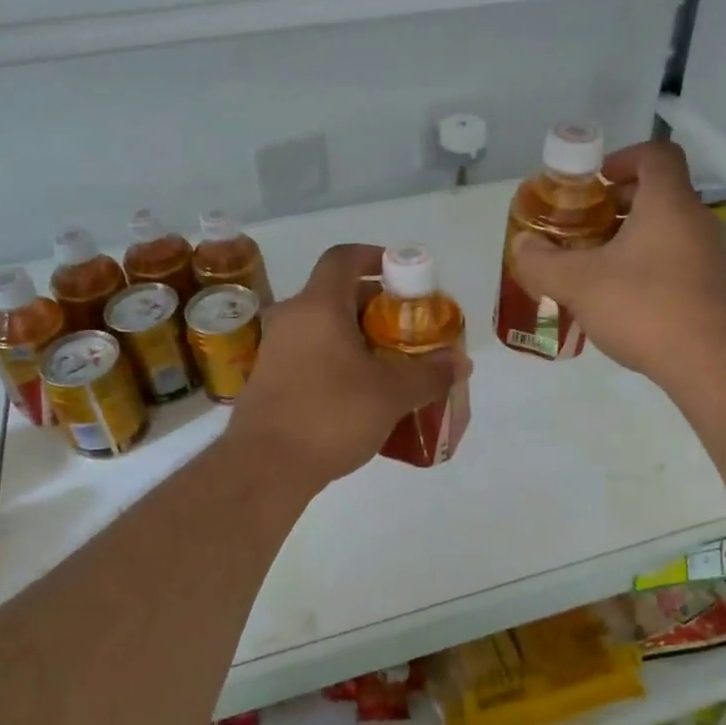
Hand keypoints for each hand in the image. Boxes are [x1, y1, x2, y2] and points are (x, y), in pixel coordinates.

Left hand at [224, 243, 465, 487]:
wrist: (264, 468)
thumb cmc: (330, 416)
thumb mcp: (391, 394)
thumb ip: (430, 374)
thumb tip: (461, 362)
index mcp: (319, 306)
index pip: (344, 257)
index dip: (374, 256)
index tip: (401, 274)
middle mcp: (292, 317)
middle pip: (336, 293)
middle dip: (376, 305)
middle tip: (407, 327)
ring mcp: (275, 348)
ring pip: (323, 325)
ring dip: (357, 335)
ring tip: (390, 361)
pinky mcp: (269, 378)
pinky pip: (310, 352)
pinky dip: (337, 358)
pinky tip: (361, 391)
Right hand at [509, 140, 725, 387]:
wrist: (710, 364)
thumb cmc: (644, 308)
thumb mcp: (578, 283)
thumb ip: (542, 261)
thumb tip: (522, 245)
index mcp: (668, 203)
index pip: (656, 154)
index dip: (623, 158)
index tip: (594, 183)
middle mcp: (695, 220)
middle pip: (658, 192)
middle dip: (616, 204)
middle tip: (583, 227)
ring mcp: (710, 255)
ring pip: (666, 229)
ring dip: (630, 237)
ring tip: (595, 265)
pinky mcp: (713, 287)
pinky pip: (676, 259)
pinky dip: (648, 264)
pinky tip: (621, 297)